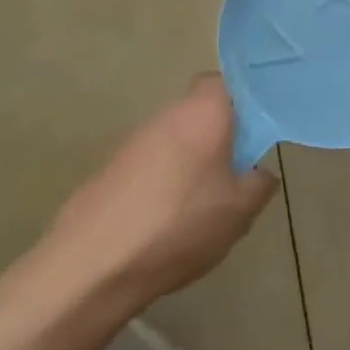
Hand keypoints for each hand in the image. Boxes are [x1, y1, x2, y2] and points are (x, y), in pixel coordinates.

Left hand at [43, 75, 278, 308]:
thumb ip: (260, 183)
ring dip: (189, 162)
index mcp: (203, 110)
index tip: (256, 133)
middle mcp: (166, 114)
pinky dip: (161, 184)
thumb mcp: (240, 210)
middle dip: (218, 136)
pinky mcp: (108, 171)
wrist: (89, 267)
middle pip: (200, 112)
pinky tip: (166, 222)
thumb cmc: (178, 225)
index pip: (226, 82)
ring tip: (202, 205)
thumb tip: (259, 170)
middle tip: (235, 173)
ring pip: (175, 140)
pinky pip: (149, 167)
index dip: (243, 103)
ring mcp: (132, 142)